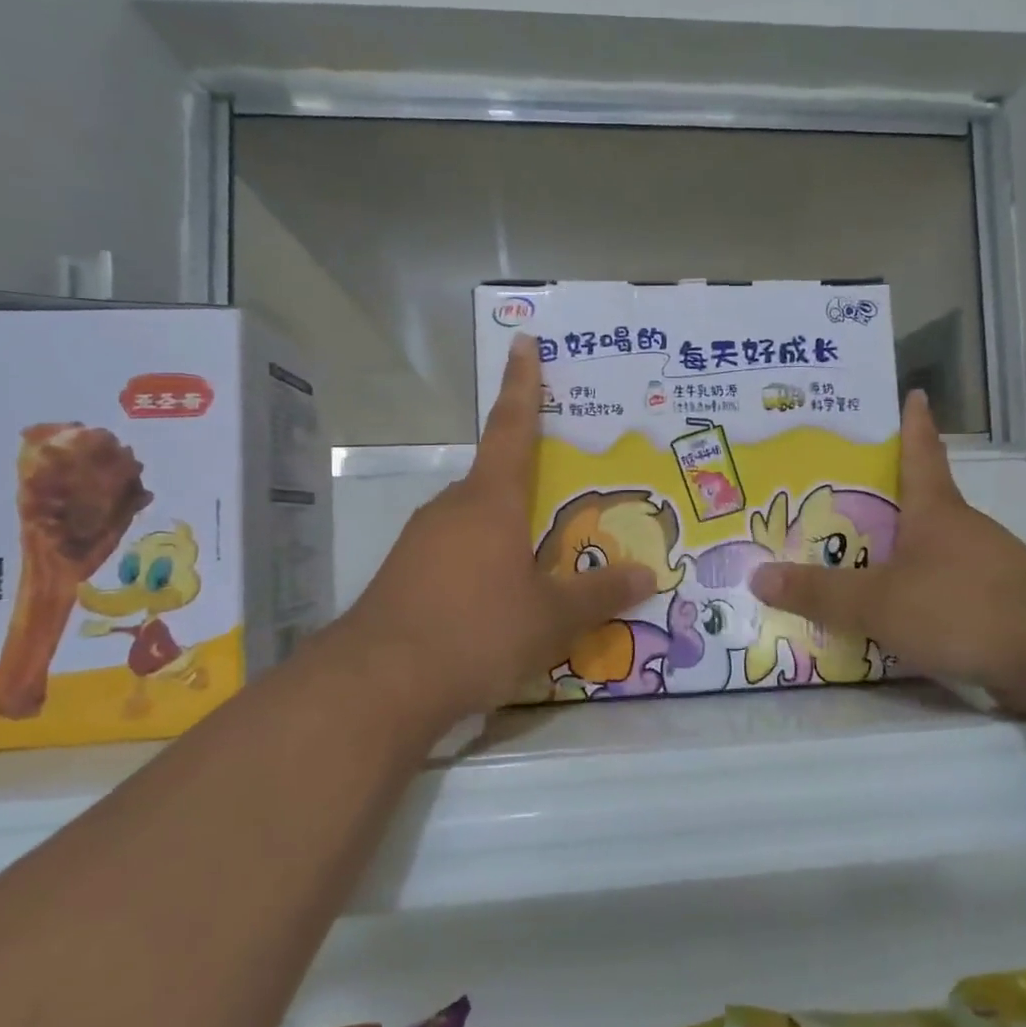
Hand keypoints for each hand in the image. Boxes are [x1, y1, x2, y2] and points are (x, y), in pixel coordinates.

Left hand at [337, 335, 653, 725]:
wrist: (378, 684)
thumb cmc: (477, 632)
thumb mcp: (551, 619)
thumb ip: (600, 594)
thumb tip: (647, 574)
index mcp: (491, 501)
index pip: (512, 427)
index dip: (523, 384)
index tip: (522, 342)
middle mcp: (452, 508)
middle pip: (496, 481)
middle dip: (528, 487)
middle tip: (562, 503)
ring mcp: (420, 541)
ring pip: (474, 522)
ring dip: (504, 533)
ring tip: (538, 568)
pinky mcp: (402, 574)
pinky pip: (453, 554)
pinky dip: (480, 565)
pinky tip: (494, 604)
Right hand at [749, 390, 1025, 694]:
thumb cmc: (961, 606)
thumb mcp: (878, 601)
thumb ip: (820, 593)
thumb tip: (757, 576)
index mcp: (935, 510)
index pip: (921, 452)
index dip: (914, 423)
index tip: (914, 393)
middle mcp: (962, 530)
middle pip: (921, 502)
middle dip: (885, 498)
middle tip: (837, 497)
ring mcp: (987, 568)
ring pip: (932, 549)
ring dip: (899, 551)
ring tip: (854, 563)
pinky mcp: (999, 607)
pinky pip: (945, 590)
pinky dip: (918, 593)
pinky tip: (894, 615)